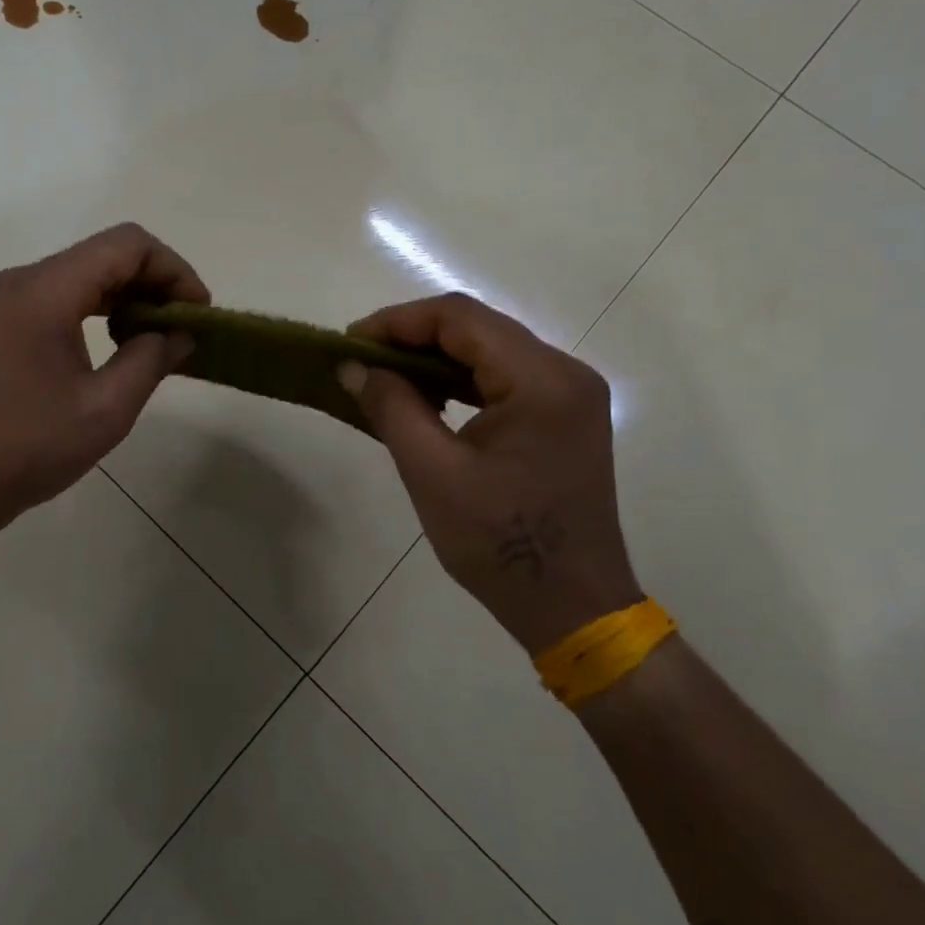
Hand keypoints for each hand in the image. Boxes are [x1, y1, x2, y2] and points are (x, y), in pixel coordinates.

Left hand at [0, 224, 206, 540]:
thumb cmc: (27, 449)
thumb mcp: (106, 409)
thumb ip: (152, 360)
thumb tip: (182, 333)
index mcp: (45, 291)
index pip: (127, 245)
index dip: (173, 269)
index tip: (198, 311)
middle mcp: (22, 281)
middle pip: (105, 253)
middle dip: (154, 281)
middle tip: (185, 326)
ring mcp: (6, 300)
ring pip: (84, 273)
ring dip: (128, 295)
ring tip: (158, 337)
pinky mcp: (1, 323)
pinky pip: (62, 295)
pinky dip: (99, 308)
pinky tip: (117, 343)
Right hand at [341, 294, 640, 656]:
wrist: (573, 606)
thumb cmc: (500, 544)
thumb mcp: (432, 474)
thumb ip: (392, 407)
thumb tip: (353, 365)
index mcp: (541, 381)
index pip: (461, 318)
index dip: (398, 321)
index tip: (351, 342)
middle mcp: (565, 372)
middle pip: (478, 327)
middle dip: (414, 336)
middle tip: (363, 360)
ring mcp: (571, 393)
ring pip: (491, 348)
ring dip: (436, 356)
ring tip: (386, 377)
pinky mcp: (565, 414)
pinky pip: (505, 376)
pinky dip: (462, 379)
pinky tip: (428, 397)